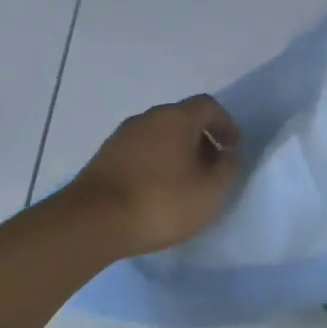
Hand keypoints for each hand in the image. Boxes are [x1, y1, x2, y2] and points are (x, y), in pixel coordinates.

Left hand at [69, 95, 241, 255]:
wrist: (93, 221)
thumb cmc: (161, 202)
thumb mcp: (210, 191)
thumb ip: (228, 168)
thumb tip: (228, 154)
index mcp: (176, 118)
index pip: (208, 106)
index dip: (225, 124)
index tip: (233, 149)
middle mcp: (147, 118)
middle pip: (182, 119)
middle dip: (201, 139)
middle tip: (212, 168)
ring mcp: (121, 136)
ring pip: (159, 136)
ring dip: (177, 152)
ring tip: (185, 183)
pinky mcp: (104, 157)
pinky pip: (140, 152)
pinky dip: (155, 163)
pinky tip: (157, 191)